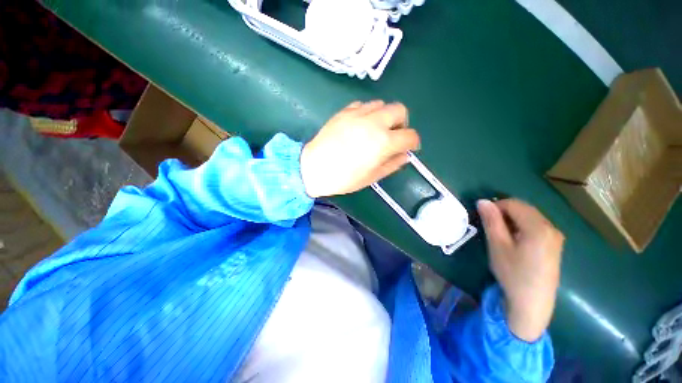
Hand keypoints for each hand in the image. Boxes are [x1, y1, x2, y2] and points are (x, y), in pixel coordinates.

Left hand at [300, 101, 419, 197]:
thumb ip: (392, 164)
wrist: (314, 168)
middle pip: (399, 110)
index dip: (413, 142)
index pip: (410, 136)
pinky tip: (360, 125)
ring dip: (384, 116)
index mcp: (383, 141)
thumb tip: (404, 156)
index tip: (409, 147)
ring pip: (381, 104)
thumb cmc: (344, 178)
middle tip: (393, 136)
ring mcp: (358, 114)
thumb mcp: (372, 176)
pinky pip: (363, 105)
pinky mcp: (344, 111)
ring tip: (375, 130)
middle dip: (401, 123)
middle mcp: (374, 122)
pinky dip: (367, 112)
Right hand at [477, 199, 563, 341]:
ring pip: (530, 217)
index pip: (514, 204)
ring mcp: (555, 237)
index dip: (495, 206)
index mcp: (538, 227)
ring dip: (512, 220)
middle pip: (524, 209)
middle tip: (489, 225)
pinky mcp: (555, 245)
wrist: (532, 303)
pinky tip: (514, 241)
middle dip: (504, 212)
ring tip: (500, 233)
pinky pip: (536, 226)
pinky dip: (522, 227)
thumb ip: (491, 221)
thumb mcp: (497, 246)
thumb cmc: (513, 274)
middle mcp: (551, 228)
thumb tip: (482, 201)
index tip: (483, 217)